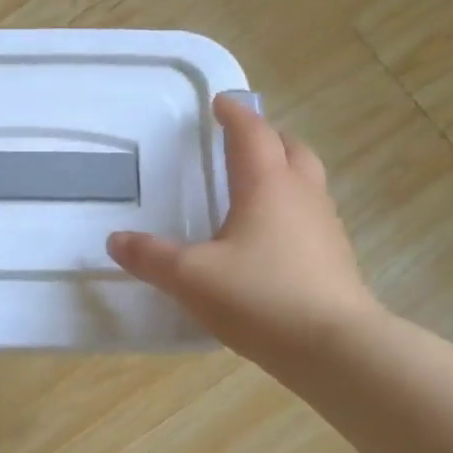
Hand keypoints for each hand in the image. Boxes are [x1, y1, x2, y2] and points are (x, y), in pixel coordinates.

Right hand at [107, 96, 383, 363]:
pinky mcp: (336, 258)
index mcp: (267, 185)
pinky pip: (313, 215)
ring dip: (284, 170)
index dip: (235, 114)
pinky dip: (292, 207)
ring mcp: (326, 226)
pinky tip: (272, 237)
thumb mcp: (191, 278)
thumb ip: (150, 257)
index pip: (252, 133)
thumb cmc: (260, 298)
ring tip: (256, 186)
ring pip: (308, 181)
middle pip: (292, 148)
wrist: (336, 350)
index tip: (221, 102)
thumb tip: (115, 241)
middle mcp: (302, 195)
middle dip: (267, 136)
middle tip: (243, 140)